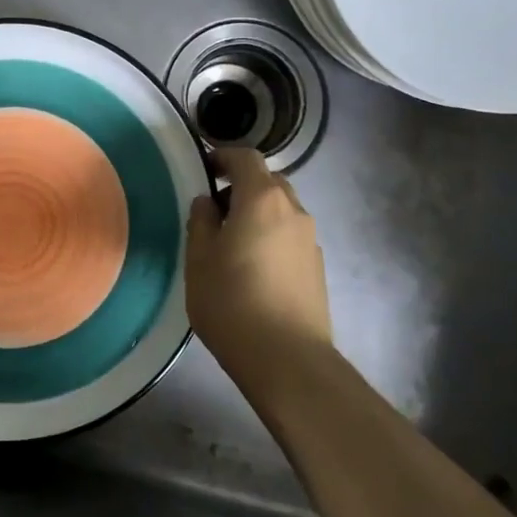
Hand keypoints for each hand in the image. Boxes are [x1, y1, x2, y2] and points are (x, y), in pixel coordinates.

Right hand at [185, 148, 332, 377]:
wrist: (288, 359)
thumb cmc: (232, 302)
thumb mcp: (199, 260)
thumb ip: (201, 222)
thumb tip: (207, 203)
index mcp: (262, 199)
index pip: (246, 158)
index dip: (223, 157)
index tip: (204, 169)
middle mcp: (293, 210)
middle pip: (268, 182)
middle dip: (241, 187)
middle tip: (214, 212)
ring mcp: (310, 239)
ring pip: (281, 210)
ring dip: (257, 214)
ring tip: (232, 244)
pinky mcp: (317, 266)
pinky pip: (290, 235)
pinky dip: (271, 236)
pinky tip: (254, 269)